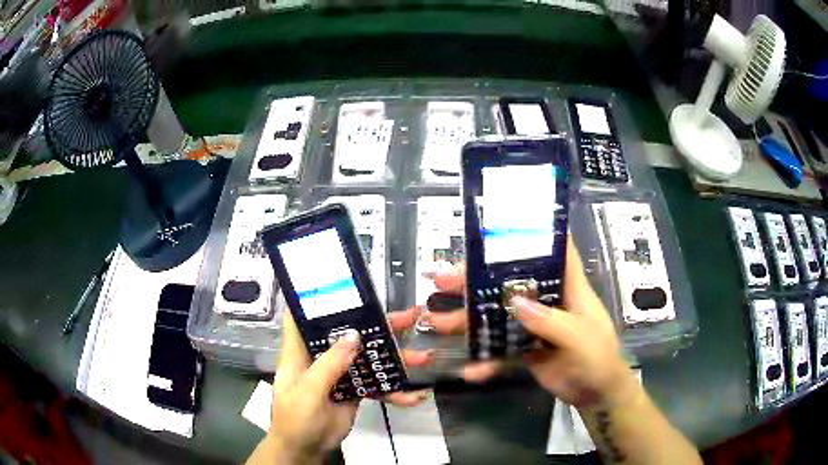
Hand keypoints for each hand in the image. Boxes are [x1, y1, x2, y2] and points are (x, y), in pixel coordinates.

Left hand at [248, 308, 434, 463]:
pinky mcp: (354, 392)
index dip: (319, 299)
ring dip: (395, 359)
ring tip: (424, 357)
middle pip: (349, 334)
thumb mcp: (308, 391)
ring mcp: (340, 375)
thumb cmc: (295, 418)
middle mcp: (322, 358)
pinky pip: (376, 386)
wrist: (306, 449)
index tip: (344, 284)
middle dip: (379, 326)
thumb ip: (330, 364)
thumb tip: (353, 334)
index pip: (305, 317)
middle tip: (411, 316)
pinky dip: (395, 391)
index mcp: (301, 352)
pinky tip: (414, 396)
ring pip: (369, 359)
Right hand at [420, 237, 636, 407]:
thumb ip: (550, 321)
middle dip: (477, 281)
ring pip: (498, 316)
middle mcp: (549, 302)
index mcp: (569, 289)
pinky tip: (469, 371)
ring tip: (437, 322)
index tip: (499, 227)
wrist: (596, 394)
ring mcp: (535, 327)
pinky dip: (486, 360)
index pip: (554, 252)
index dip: (532, 236)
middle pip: (511, 283)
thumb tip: (515, 302)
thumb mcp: (579, 338)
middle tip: (442, 280)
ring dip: (469, 320)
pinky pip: (501, 350)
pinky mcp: (527, 350)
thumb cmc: (598, 358)